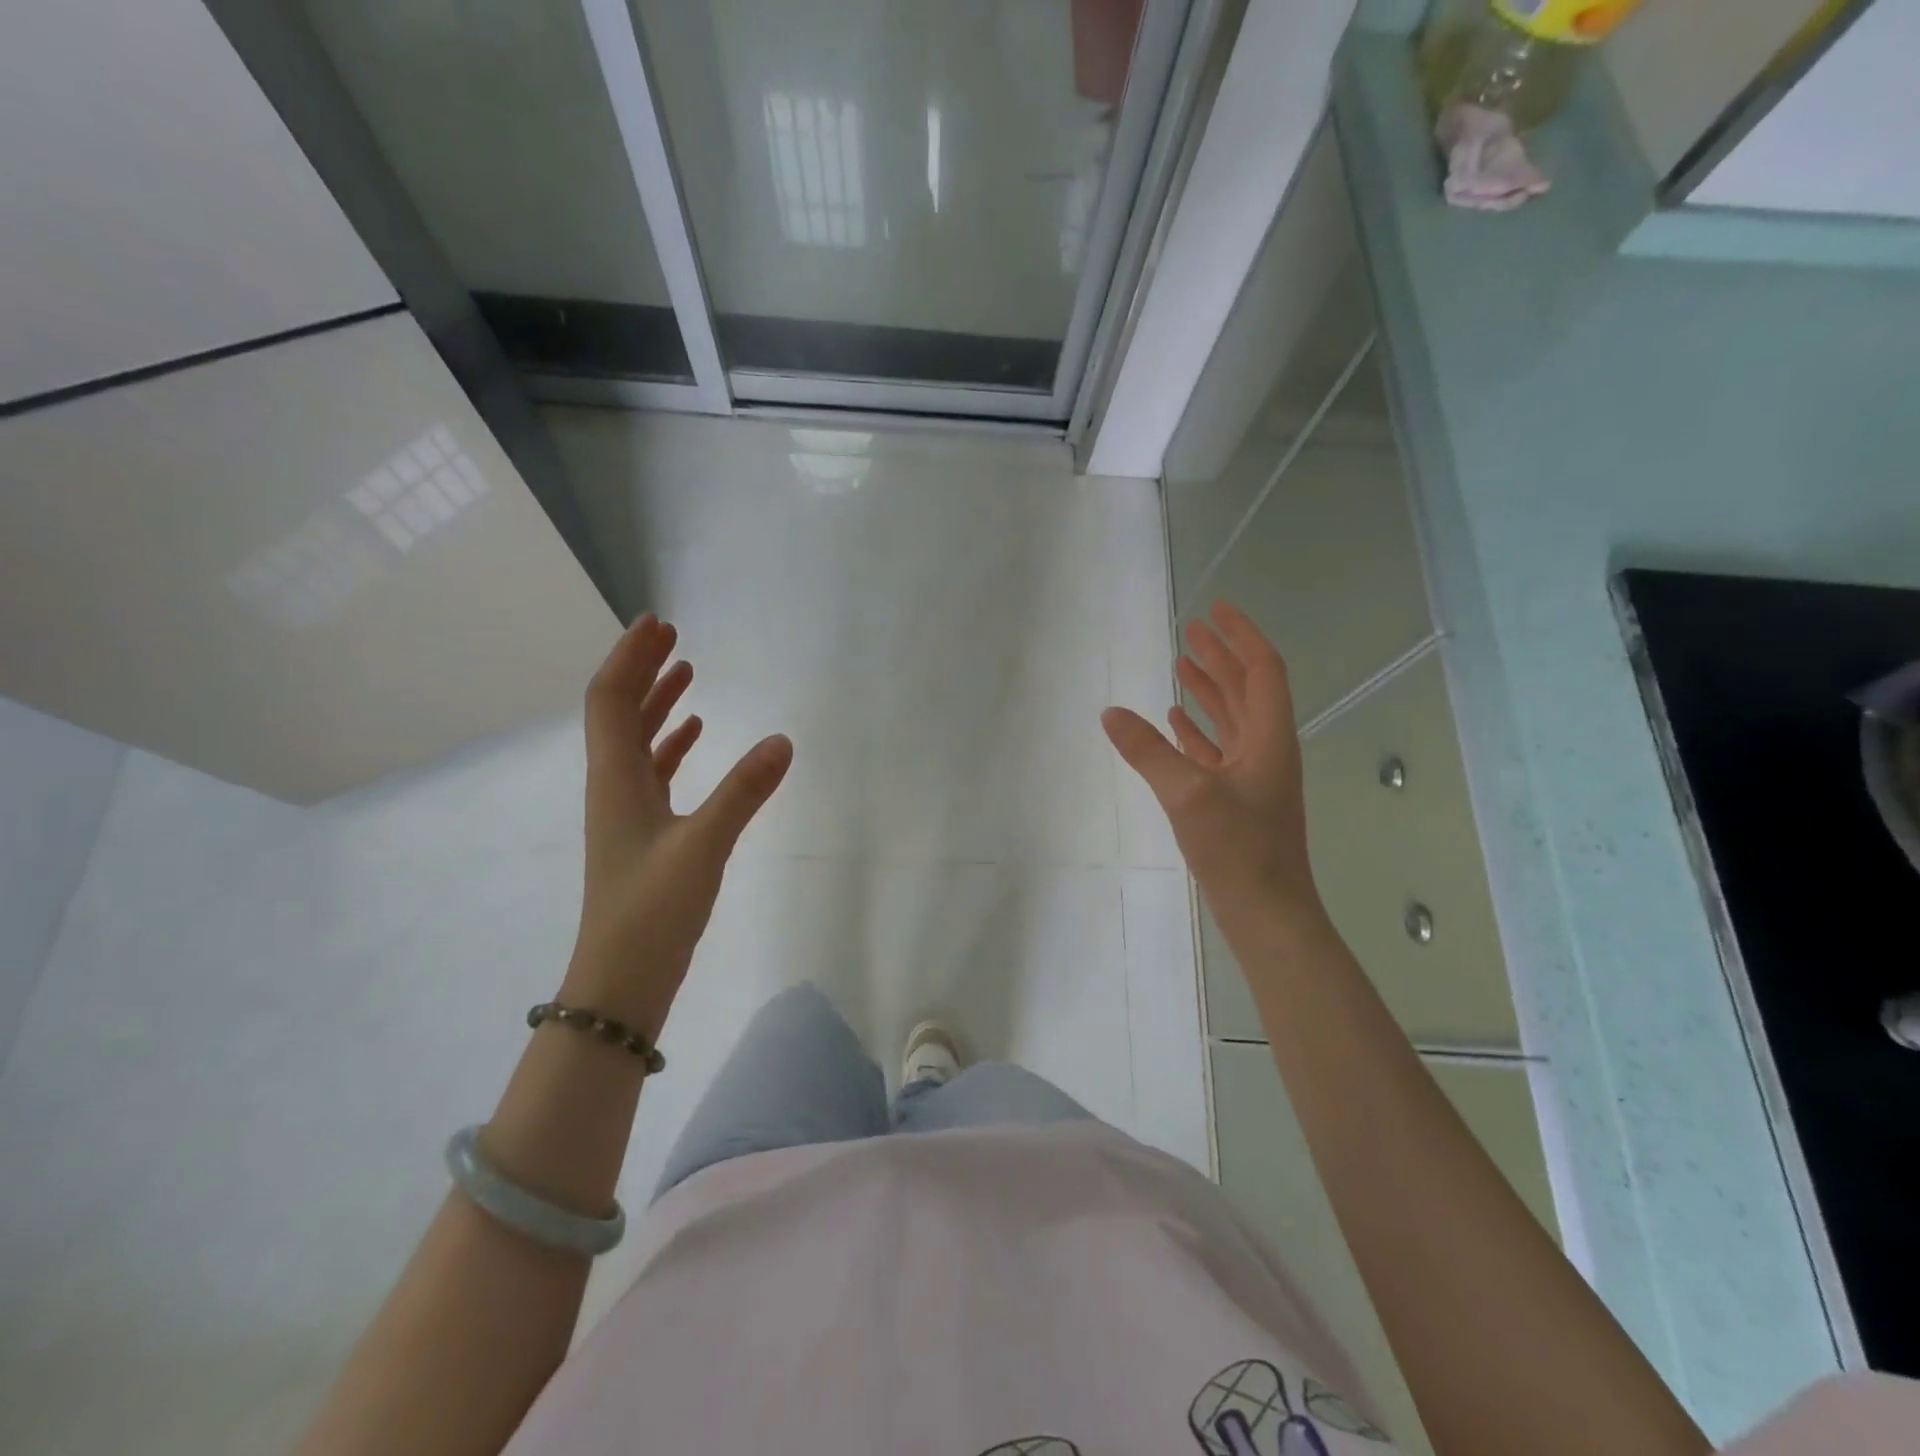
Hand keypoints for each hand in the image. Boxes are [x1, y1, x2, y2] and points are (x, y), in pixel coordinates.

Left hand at [562, 614, 792, 1037]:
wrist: (622, 981)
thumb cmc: (652, 911)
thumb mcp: (703, 846)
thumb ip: (744, 791)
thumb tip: (784, 740)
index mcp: (614, 779)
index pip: (610, 699)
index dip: (629, 657)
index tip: (658, 624)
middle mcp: (613, 786)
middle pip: (619, 712)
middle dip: (643, 670)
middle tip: (672, 637)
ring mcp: (626, 811)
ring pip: (636, 741)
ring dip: (657, 703)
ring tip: (687, 675)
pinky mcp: (644, 833)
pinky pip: (654, 772)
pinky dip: (671, 744)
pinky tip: (696, 736)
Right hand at [1102, 601, 1319, 924]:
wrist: (1267, 912)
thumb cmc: (1239, 849)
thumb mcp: (1188, 794)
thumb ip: (1149, 751)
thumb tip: (1111, 713)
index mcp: (1269, 737)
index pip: (1262, 669)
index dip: (1241, 635)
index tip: (1215, 610)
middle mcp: (1266, 749)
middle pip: (1246, 688)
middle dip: (1220, 656)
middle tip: (1190, 630)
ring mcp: (1253, 776)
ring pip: (1232, 718)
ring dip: (1209, 689)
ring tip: (1181, 664)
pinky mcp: (1237, 799)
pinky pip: (1217, 750)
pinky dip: (1198, 730)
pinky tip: (1176, 722)